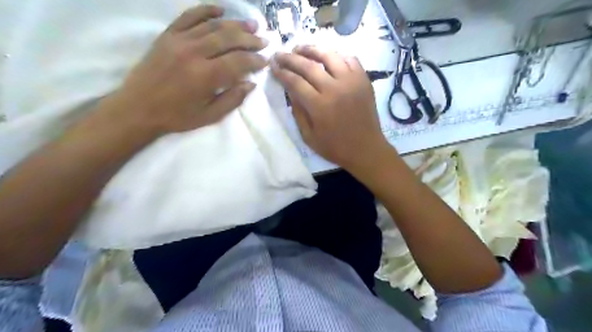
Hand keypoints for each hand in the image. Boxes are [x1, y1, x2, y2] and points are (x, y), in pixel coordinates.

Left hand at [106, 4, 267, 135]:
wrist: (138, 108)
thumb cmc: (177, 116)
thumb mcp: (210, 116)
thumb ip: (232, 99)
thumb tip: (251, 84)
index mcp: (206, 76)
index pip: (239, 62)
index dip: (255, 60)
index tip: (265, 61)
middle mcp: (194, 53)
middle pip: (229, 39)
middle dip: (250, 40)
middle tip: (264, 41)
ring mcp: (179, 41)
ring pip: (213, 26)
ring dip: (235, 24)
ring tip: (251, 25)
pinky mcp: (168, 35)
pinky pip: (189, 16)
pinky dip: (205, 10)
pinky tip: (220, 9)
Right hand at [272, 46, 392, 173]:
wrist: (366, 149)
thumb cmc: (335, 147)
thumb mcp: (308, 136)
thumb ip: (298, 112)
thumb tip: (290, 90)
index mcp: (319, 105)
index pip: (295, 82)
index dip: (282, 72)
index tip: (273, 67)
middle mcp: (334, 88)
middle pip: (308, 65)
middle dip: (290, 58)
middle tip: (280, 54)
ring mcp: (351, 81)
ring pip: (329, 56)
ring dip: (312, 49)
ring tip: (300, 49)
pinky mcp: (364, 80)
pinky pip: (350, 59)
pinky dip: (337, 55)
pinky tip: (328, 57)